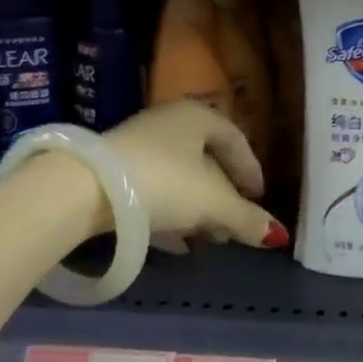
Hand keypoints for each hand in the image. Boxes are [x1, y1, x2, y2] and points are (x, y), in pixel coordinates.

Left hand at [104, 101, 287, 253]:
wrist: (85, 189)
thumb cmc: (164, 182)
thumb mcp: (213, 203)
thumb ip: (246, 219)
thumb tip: (278, 236)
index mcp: (197, 117)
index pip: (236, 139)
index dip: (251, 170)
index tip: (259, 198)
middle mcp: (168, 124)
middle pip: (206, 160)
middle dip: (224, 195)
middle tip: (235, 222)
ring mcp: (137, 147)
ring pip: (179, 178)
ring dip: (198, 208)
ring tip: (211, 238)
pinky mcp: (113, 173)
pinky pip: (153, 192)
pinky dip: (170, 215)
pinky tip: (177, 244)